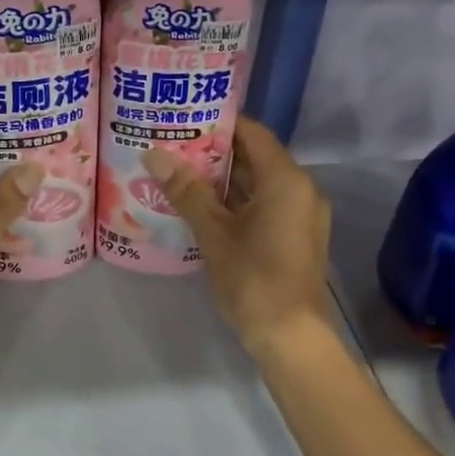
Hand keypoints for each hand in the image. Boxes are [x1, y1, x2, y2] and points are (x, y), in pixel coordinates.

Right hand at [142, 116, 333, 355]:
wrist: (291, 337)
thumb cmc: (253, 278)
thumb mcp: (213, 232)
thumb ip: (186, 190)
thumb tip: (153, 154)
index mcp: (285, 180)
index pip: (252, 133)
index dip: (218, 124)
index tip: (184, 119)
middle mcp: (300, 189)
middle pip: (255, 157)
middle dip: (214, 152)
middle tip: (173, 144)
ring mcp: (300, 214)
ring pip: (258, 183)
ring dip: (223, 178)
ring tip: (179, 170)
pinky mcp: (295, 235)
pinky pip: (264, 204)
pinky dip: (236, 200)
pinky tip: (201, 205)